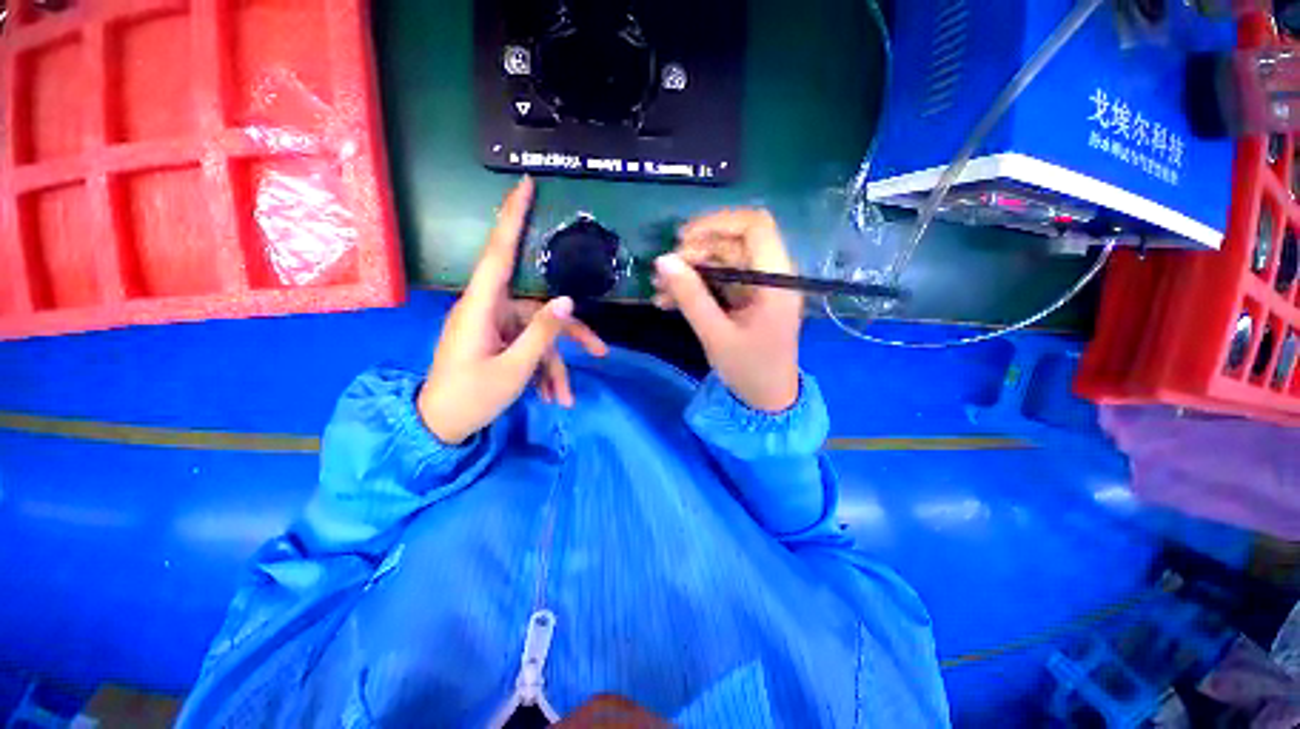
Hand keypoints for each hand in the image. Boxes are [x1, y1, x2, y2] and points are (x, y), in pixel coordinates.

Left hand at [417, 178, 607, 443]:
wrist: (438, 428)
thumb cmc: (470, 398)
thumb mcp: (514, 370)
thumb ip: (542, 334)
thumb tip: (568, 301)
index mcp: (481, 308)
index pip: (498, 252)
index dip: (511, 217)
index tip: (525, 185)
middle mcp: (488, 310)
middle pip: (539, 310)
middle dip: (570, 335)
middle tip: (600, 351)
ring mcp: (494, 327)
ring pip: (538, 335)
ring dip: (554, 367)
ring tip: (564, 400)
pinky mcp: (497, 341)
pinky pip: (528, 348)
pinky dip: (542, 372)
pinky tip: (552, 398)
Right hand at [652, 209, 801, 412]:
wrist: (766, 400)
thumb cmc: (748, 370)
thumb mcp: (715, 335)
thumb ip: (690, 296)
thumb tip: (662, 261)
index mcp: (776, 280)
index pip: (754, 226)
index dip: (717, 223)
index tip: (682, 240)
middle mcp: (771, 275)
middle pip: (733, 243)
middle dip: (694, 253)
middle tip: (663, 272)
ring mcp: (758, 287)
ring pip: (721, 262)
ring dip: (689, 271)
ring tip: (658, 289)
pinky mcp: (746, 299)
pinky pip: (719, 281)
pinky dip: (695, 287)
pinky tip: (668, 300)